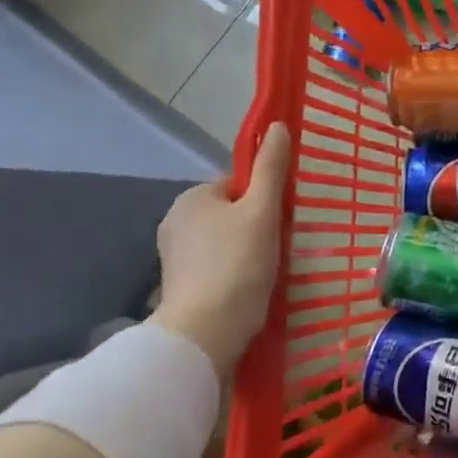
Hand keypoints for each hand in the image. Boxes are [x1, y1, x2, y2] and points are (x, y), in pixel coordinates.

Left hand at [156, 123, 291, 376]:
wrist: (206, 332)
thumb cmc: (238, 263)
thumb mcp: (262, 210)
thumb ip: (271, 168)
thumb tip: (278, 126)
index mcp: (192, 198)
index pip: (238, 184)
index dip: (264, 197)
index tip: (282, 217)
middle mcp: (176, 222)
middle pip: (231, 212)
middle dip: (256, 224)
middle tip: (281, 244)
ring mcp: (175, 257)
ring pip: (225, 240)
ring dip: (248, 249)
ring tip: (270, 268)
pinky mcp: (181, 286)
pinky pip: (217, 265)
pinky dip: (235, 271)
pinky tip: (252, 285)